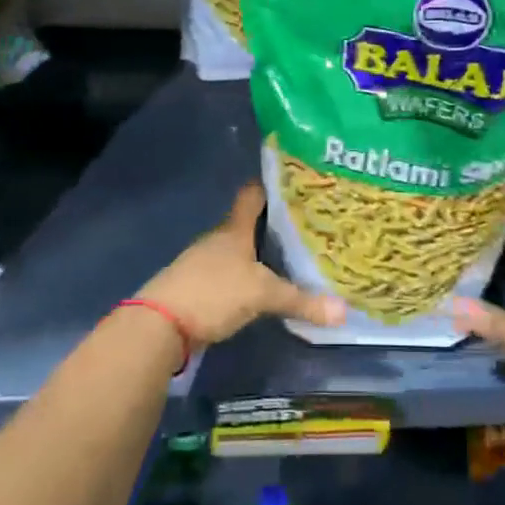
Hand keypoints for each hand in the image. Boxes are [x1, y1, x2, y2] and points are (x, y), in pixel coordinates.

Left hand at [136, 183, 345, 344]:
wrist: (159, 324)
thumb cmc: (213, 293)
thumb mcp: (262, 295)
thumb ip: (301, 301)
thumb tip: (344, 311)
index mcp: (233, 231)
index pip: (251, 197)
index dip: (268, 186)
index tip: (290, 181)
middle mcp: (216, 241)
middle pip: (244, 225)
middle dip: (269, 225)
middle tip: (301, 226)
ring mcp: (201, 264)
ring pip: (234, 252)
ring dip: (254, 254)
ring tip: (284, 258)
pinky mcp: (195, 288)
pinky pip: (226, 275)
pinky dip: (242, 278)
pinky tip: (256, 289)